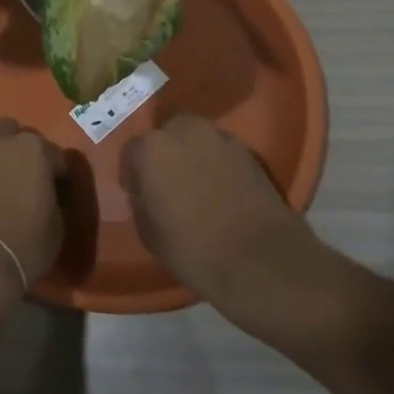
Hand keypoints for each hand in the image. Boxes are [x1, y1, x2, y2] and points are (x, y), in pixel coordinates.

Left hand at [0, 119, 62, 303]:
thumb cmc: (22, 245)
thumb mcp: (56, 227)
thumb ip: (53, 201)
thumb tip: (46, 198)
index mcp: (33, 150)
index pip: (55, 155)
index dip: (58, 173)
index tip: (58, 189)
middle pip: (13, 133)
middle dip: (21, 149)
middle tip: (26, 176)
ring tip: (0, 183)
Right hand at [123, 116, 331, 330]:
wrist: (262, 262)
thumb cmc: (195, 250)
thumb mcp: (150, 234)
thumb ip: (142, 203)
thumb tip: (145, 194)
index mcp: (153, 149)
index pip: (132, 152)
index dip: (133, 174)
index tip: (138, 194)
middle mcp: (185, 132)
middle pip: (166, 134)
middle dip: (164, 154)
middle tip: (167, 184)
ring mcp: (222, 139)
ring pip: (196, 138)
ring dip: (191, 155)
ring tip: (195, 185)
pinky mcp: (250, 152)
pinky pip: (221, 151)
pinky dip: (216, 163)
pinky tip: (219, 190)